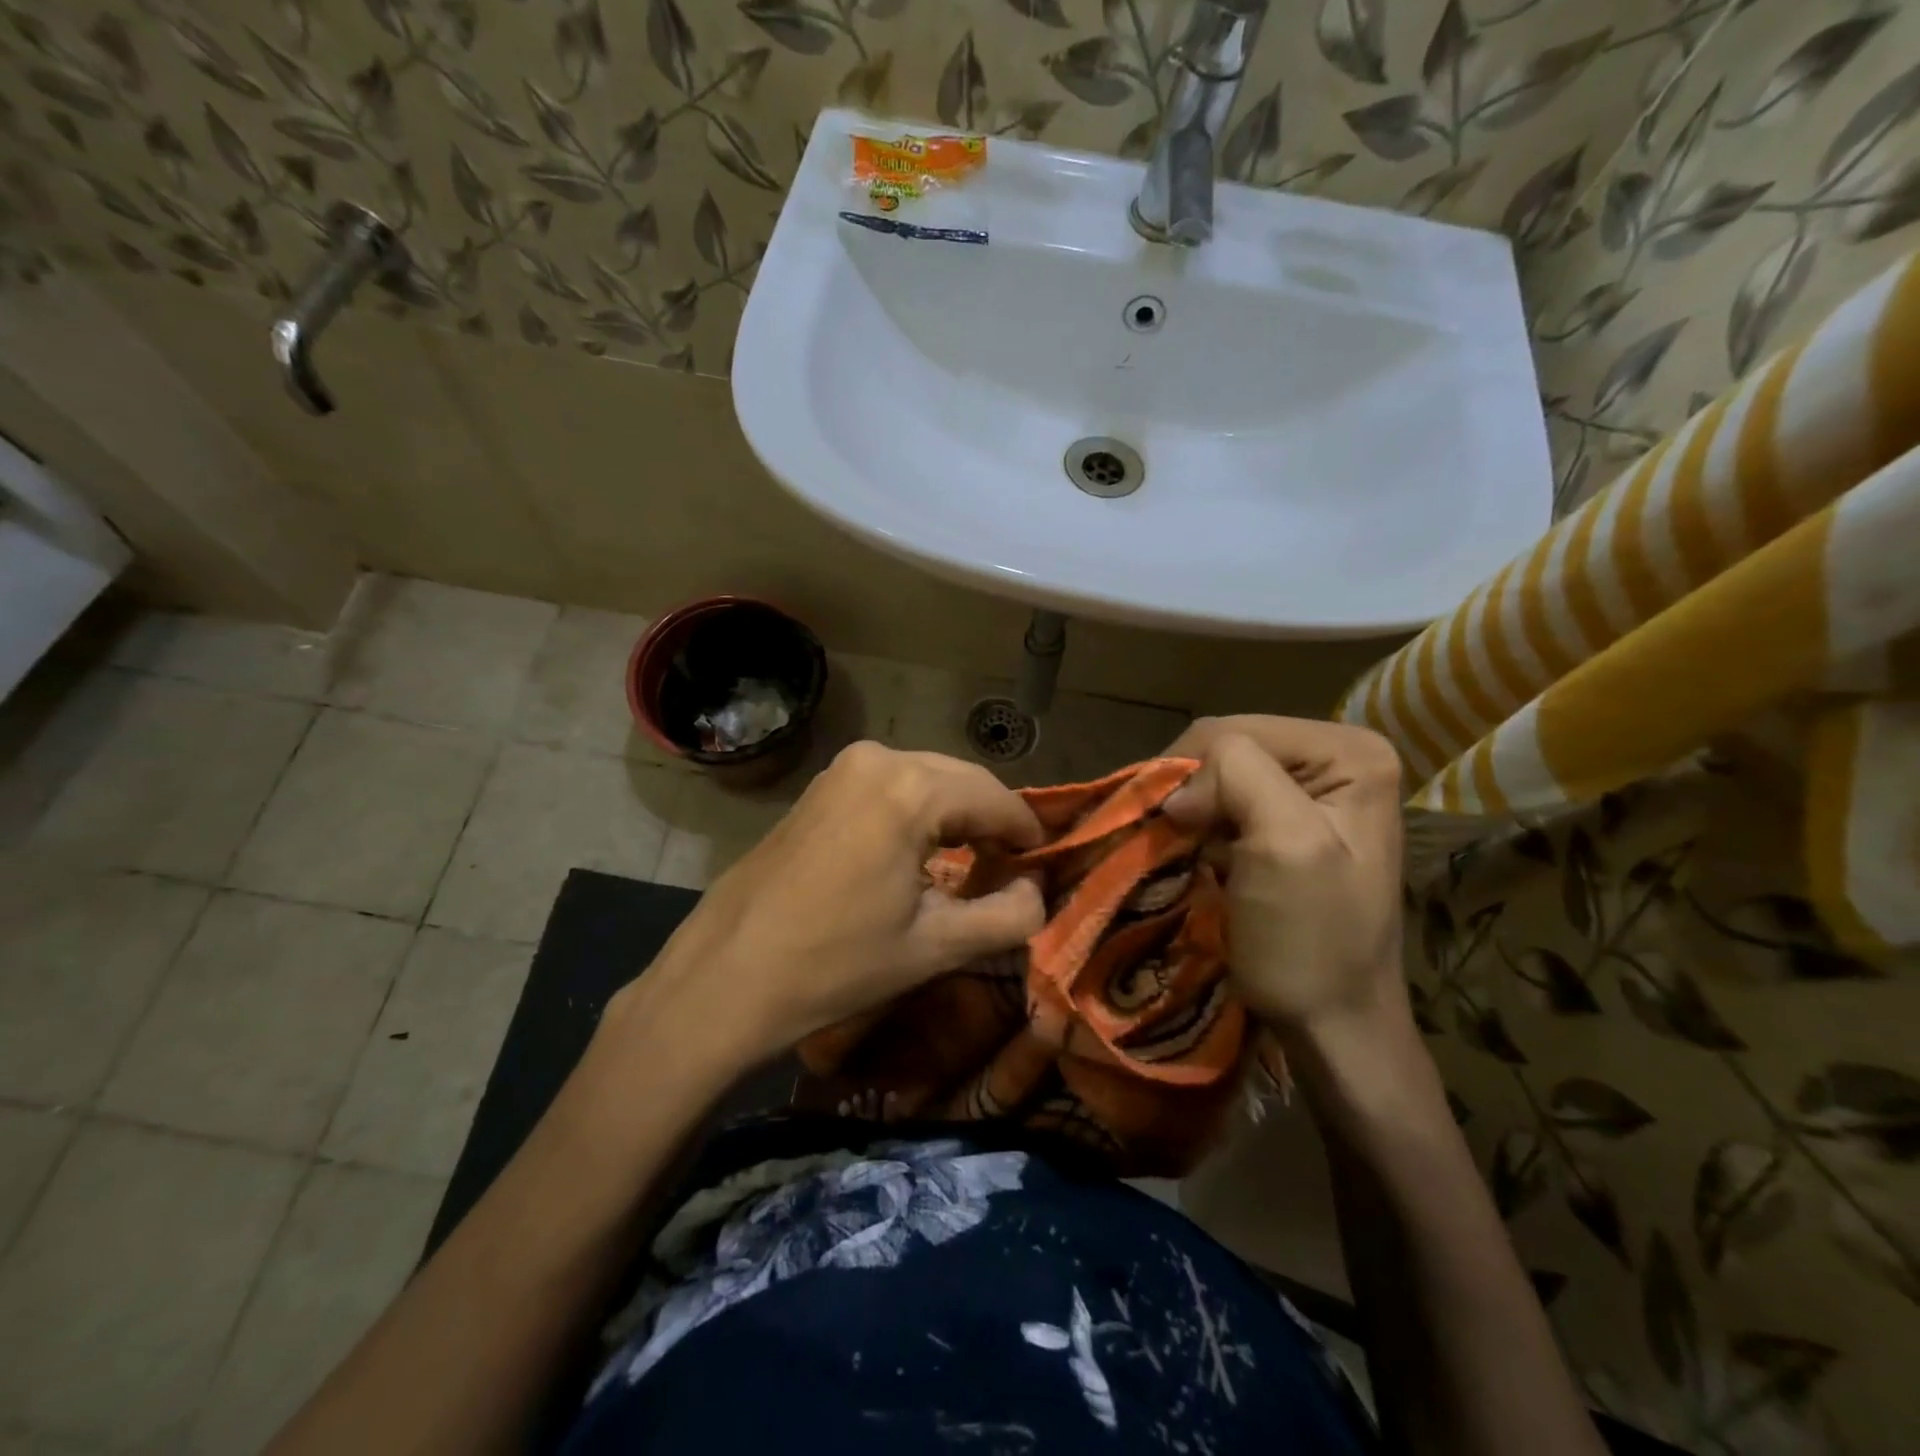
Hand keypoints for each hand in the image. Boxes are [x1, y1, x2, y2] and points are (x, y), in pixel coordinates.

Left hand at [623, 742, 1045, 1064]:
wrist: (726, 976)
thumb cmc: (836, 964)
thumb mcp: (935, 947)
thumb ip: (1008, 916)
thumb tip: (1037, 891)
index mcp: (912, 788)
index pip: (996, 798)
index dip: (1027, 832)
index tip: (1043, 866)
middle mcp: (879, 758)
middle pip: (962, 780)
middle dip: (991, 821)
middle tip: (1011, 869)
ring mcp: (842, 768)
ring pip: (926, 779)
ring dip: (954, 815)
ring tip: (971, 863)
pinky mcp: (820, 786)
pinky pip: (890, 786)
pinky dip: (917, 811)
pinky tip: (919, 852)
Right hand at [1162, 716, 1407, 1037]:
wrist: (1331, 1023)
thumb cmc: (1312, 941)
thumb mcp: (1286, 846)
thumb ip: (1239, 776)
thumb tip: (1178, 788)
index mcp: (1351, 752)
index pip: (1236, 731)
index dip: (1196, 775)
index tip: (1180, 830)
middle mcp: (1334, 759)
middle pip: (1226, 747)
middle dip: (1192, 792)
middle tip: (1176, 842)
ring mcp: (1309, 792)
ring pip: (1216, 776)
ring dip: (1190, 812)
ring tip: (1183, 851)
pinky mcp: (1283, 822)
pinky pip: (1221, 803)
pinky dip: (1197, 828)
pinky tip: (1197, 855)